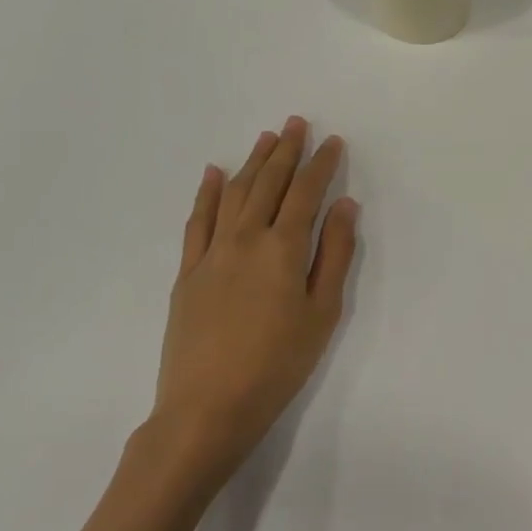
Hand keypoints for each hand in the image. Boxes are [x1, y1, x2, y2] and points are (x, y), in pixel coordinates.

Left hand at [153, 116, 357, 484]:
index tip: (333, 141)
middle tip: (296, 123)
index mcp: (283, 248)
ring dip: (251, 162)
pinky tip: (212, 173)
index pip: (306, 192)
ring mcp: (211, 253)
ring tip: (266, 139)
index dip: (322, 164)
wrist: (207, 407)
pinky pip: (196, 221)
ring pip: (233, 193)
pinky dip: (206, 192)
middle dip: (286, 150)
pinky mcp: (187, 272)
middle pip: (268, 183)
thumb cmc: (278, 363)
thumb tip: (344, 206)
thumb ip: (335, 254)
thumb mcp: (323, 312)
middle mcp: (246, 238)